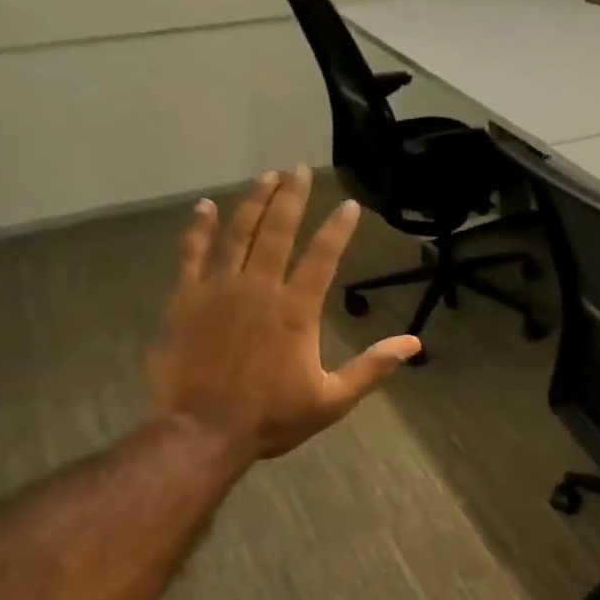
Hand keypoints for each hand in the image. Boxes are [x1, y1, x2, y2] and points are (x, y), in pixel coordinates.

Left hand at [146, 168, 418, 464]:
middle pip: (278, 232)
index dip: (338, 228)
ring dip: (253, 202)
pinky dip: (199, 228)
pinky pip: (192, 253)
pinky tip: (206, 207)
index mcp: (297, 311)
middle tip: (299, 169)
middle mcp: (259, 288)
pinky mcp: (185, 299)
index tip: (350, 205)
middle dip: (292, 198)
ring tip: (266, 176)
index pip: (323, 257)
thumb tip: (414, 343)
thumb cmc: (272, 417)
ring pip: (238, 233)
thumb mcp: (334, 399)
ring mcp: (218, 289)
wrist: (201, 431)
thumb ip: (373, 366)